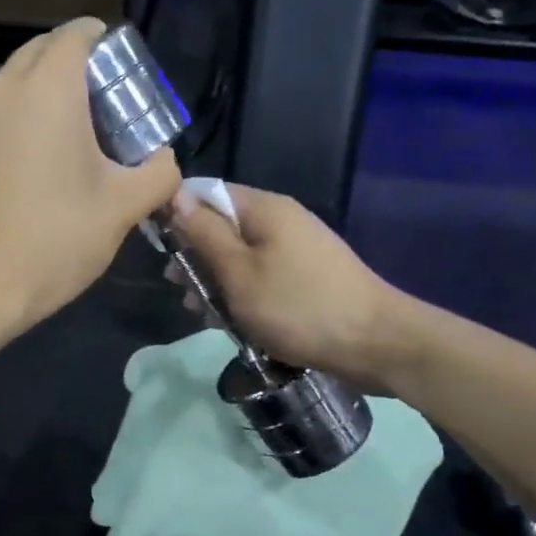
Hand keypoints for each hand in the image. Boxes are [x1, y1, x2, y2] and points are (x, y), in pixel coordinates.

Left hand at [0, 17, 179, 327]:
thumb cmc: (56, 238)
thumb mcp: (124, 207)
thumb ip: (158, 173)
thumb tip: (166, 161)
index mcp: (47, 88)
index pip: (76, 34)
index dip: (103, 42)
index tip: (121, 70)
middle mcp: (1, 88)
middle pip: (40, 54)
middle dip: (72, 67)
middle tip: (102, 106)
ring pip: (11, 87)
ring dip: (40, 97)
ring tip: (66, 138)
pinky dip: (13, 126)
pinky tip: (28, 169)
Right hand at [167, 183, 399, 389]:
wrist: (375, 343)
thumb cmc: (298, 306)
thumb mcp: (239, 272)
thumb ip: (205, 234)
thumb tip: (176, 196)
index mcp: (265, 209)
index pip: (209, 193)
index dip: (179, 215)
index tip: (159, 248)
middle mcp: (282, 221)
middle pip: (224, 227)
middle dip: (196, 257)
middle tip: (179, 289)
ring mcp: (297, 250)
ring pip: (241, 257)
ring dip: (216, 282)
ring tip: (201, 313)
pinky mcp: (307, 278)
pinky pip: (262, 277)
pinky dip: (243, 295)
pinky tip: (230, 321)